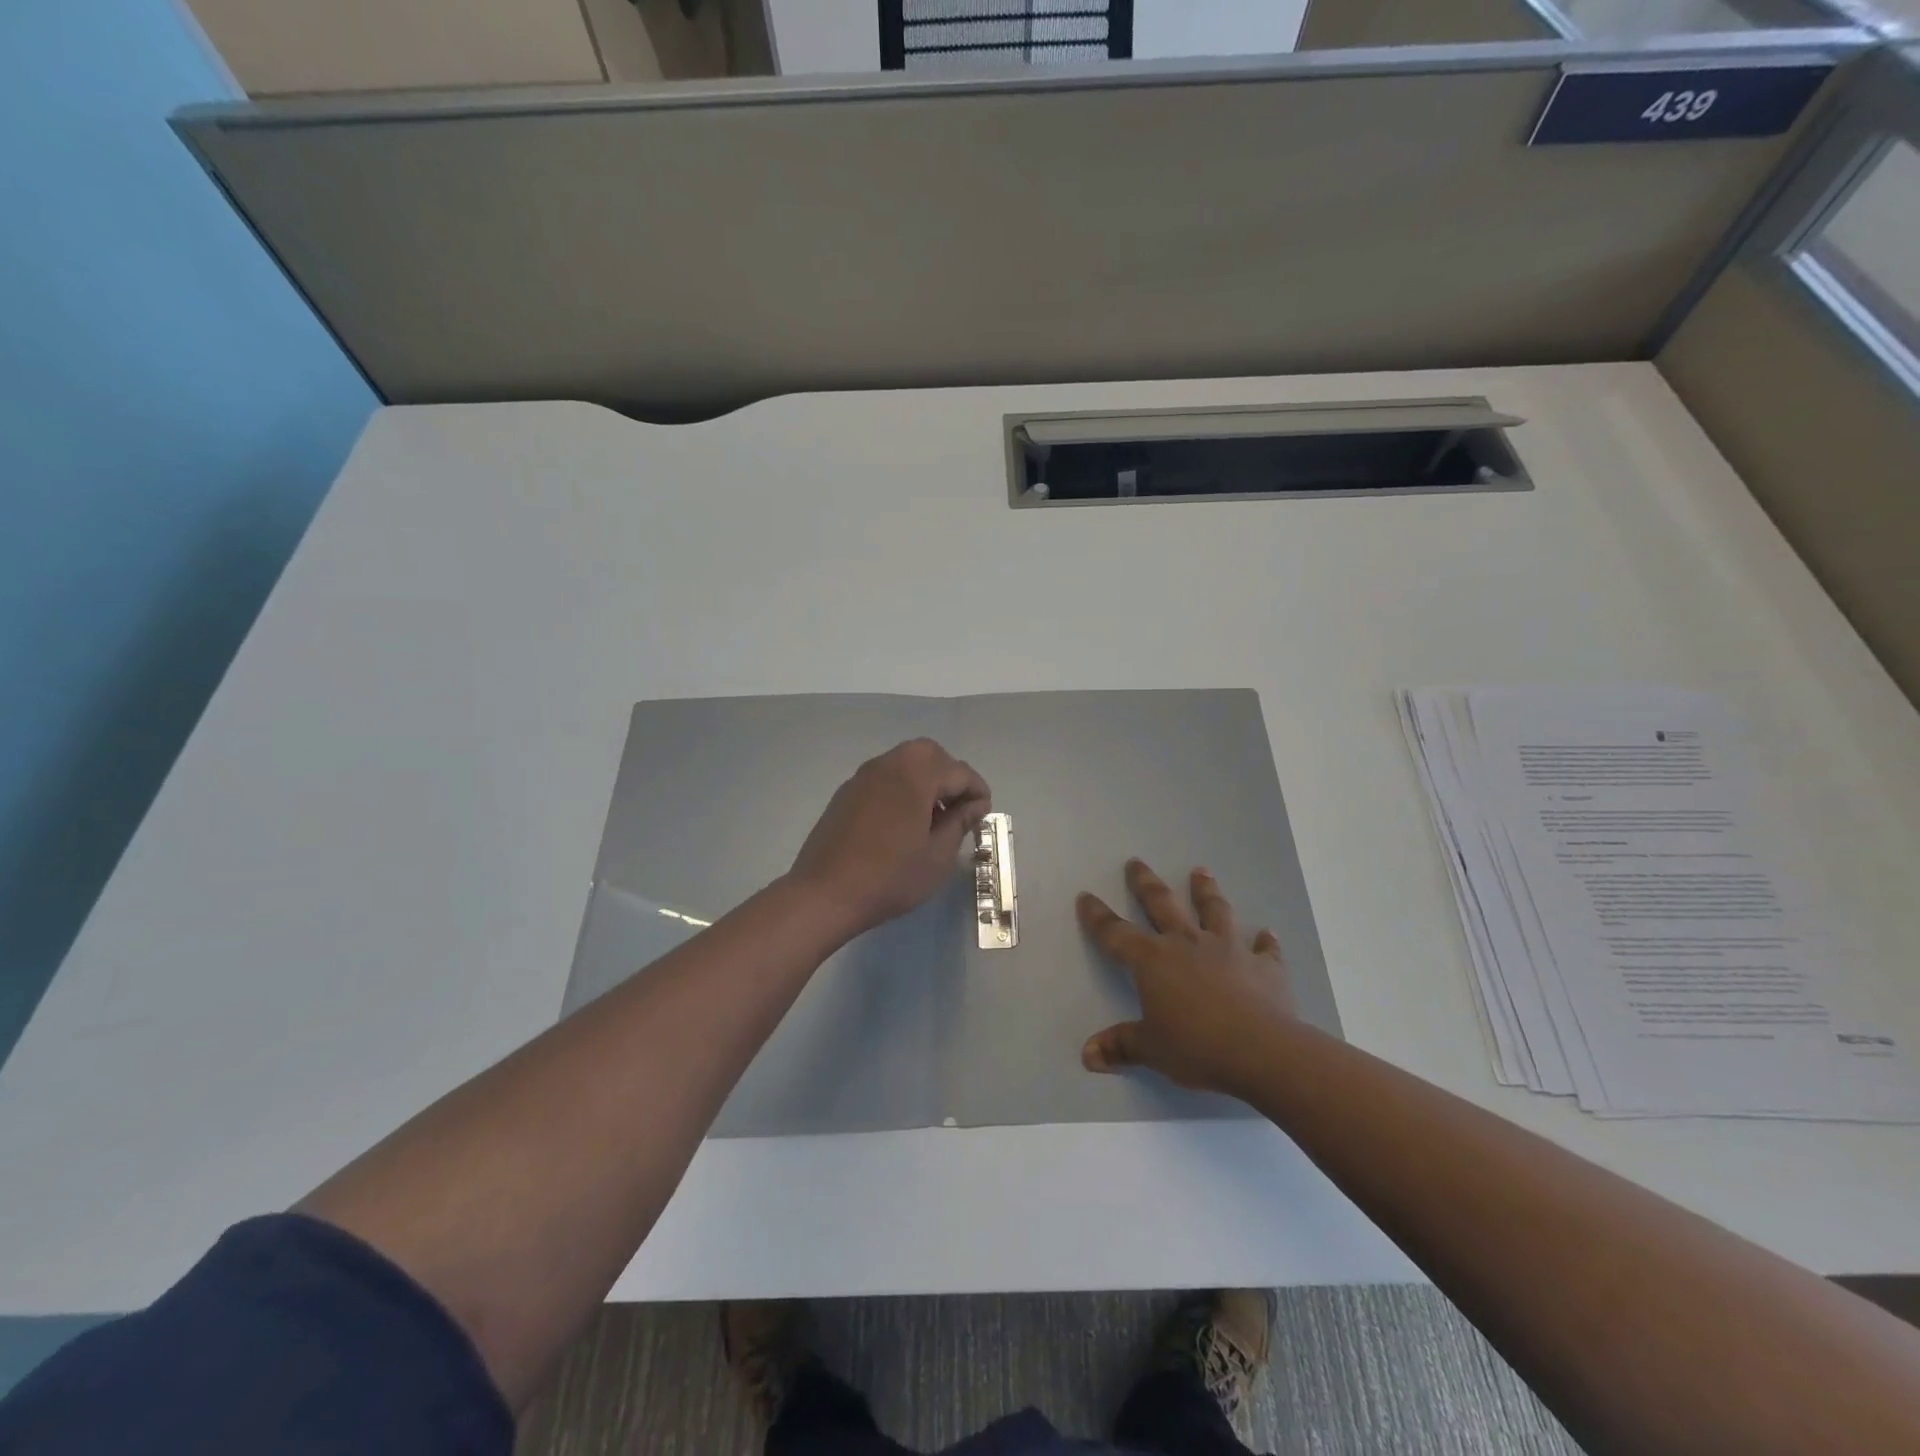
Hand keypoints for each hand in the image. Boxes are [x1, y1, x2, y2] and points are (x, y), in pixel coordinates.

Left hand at [788, 739, 990, 938]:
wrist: (824, 893)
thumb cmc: (890, 877)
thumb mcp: (938, 856)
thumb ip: (960, 823)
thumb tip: (975, 805)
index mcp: (916, 775)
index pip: (959, 772)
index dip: (978, 791)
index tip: (983, 816)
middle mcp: (889, 764)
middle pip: (930, 755)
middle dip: (950, 776)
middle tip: (959, 810)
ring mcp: (863, 776)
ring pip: (905, 762)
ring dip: (925, 780)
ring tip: (932, 818)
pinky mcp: (846, 792)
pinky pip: (884, 777)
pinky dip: (902, 788)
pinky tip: (902, 822)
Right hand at [1076, 860, 1296, 1100]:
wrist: (1263, 1051)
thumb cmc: (1197, 1047)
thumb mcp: (1151, 1049)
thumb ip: (1120, 1047)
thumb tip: (1087, 1055)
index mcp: (1153, 960)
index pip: (1116, 933)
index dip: (1097, 916)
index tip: (1086, 896)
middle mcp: (1187, 943)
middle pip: (1162, 904)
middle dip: (1145, 883)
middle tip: (1136, 862)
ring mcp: (1228, 949)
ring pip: (1213, 911)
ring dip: (1205, 891)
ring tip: (1200, 872)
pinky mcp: (1264, 965)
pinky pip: (1264, 949)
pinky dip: (1265, 941)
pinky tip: (1266, 934)